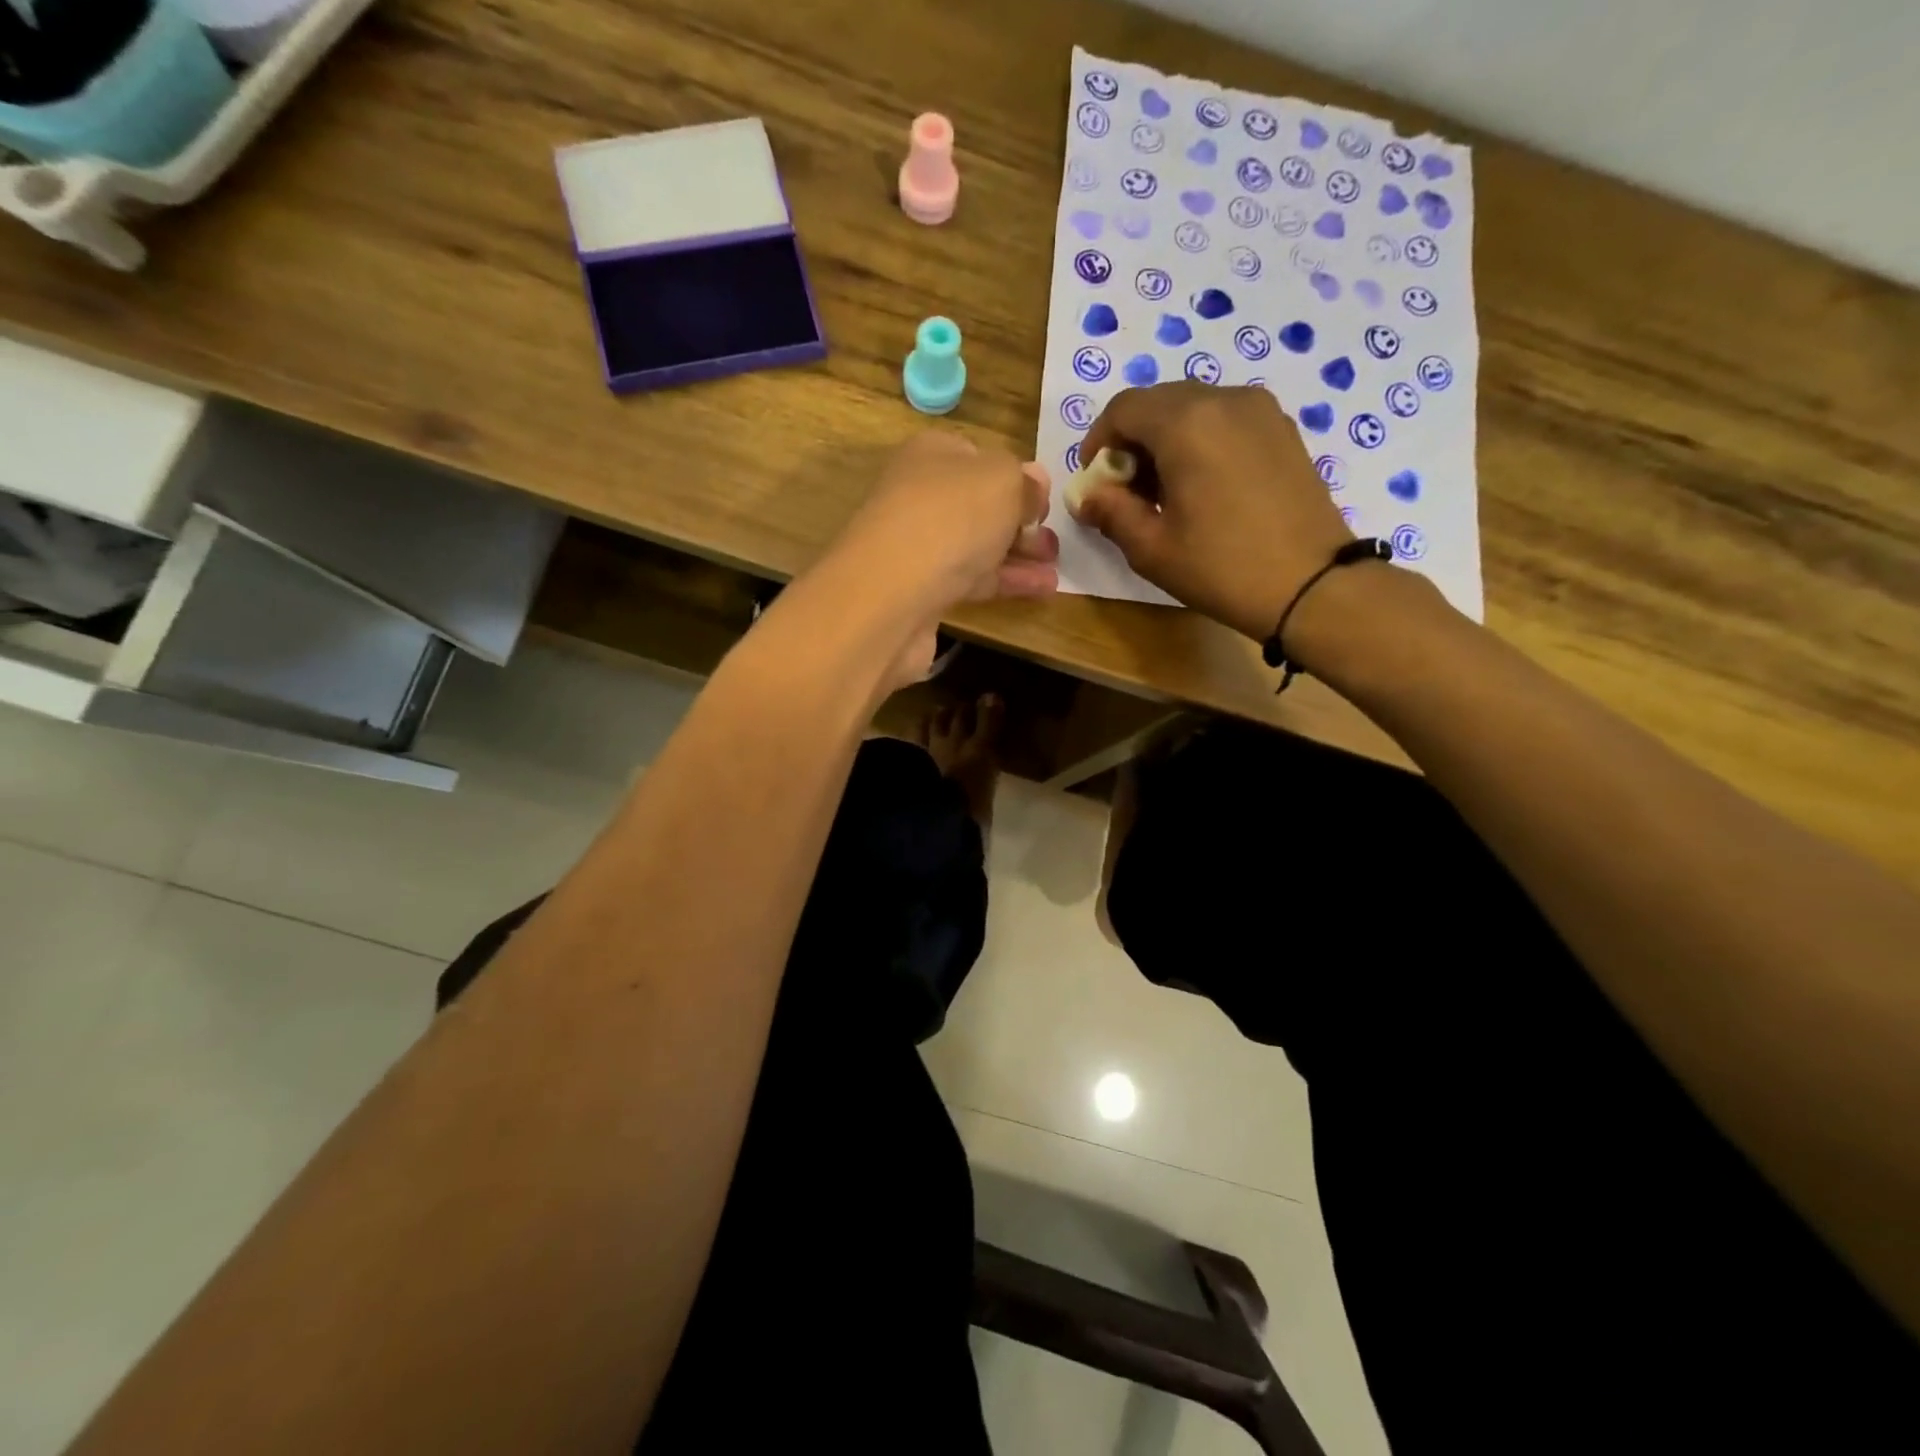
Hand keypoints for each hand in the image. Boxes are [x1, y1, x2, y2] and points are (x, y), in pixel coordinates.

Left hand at [823, 430, 1058, 686]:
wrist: (890, 595)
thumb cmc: (951, 519)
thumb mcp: (1002, 482)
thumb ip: (1025, 482)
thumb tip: (1035, 484)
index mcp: (931, 456)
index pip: (977, 458)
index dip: (1014, 477)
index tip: (1045, 501)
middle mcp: (919, 496)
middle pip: (978, 505)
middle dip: (1020, 521)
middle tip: (1053, 541)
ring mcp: (917, 546)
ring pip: (977, 545)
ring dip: (1018, 555)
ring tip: (1056, 568)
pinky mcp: (921, 591)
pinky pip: (971, 579)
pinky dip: (1005, 581)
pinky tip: (1042, 588)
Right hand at [1073, 384, 1354, 641]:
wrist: (1313, 585)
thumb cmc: (1222, 568)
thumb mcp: (1152, 548)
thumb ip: (1111, 512)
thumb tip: (1087, 496)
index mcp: (1186, 423)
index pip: (1123, 408)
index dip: (1099, 441)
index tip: (1095, 480)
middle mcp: (1224, 400)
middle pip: (1159, 402)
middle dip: (1133, 440)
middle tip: (1127, 490)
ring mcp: (1260, 411)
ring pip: (1194, 408)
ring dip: (1166, 440)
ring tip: (1165, 492)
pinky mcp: (1283, 430)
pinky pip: (1226, 420)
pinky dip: (1201, 441)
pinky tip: (1203, 487)